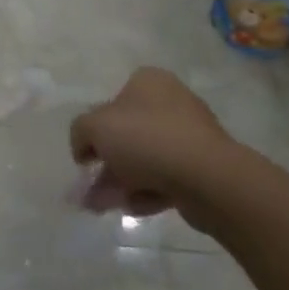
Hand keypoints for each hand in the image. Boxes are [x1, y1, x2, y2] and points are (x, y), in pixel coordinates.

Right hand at [70, 67, 232, 222]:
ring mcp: (191, 134)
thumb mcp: (95, 127)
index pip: (112, 101)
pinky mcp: (203, 166)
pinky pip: (167, 176)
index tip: (86, 157)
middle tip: (91, 189)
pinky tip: (135, 207)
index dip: (95, 130)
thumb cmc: (147, 139)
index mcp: (149, 81)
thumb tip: (84, 147)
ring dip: (122, 182)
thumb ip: (80, 132)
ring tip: (105, 207)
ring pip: (146, 158)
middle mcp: (172, 101)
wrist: (208, 177)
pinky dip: (148, 191)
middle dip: (107, 163)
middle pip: (129, 133)